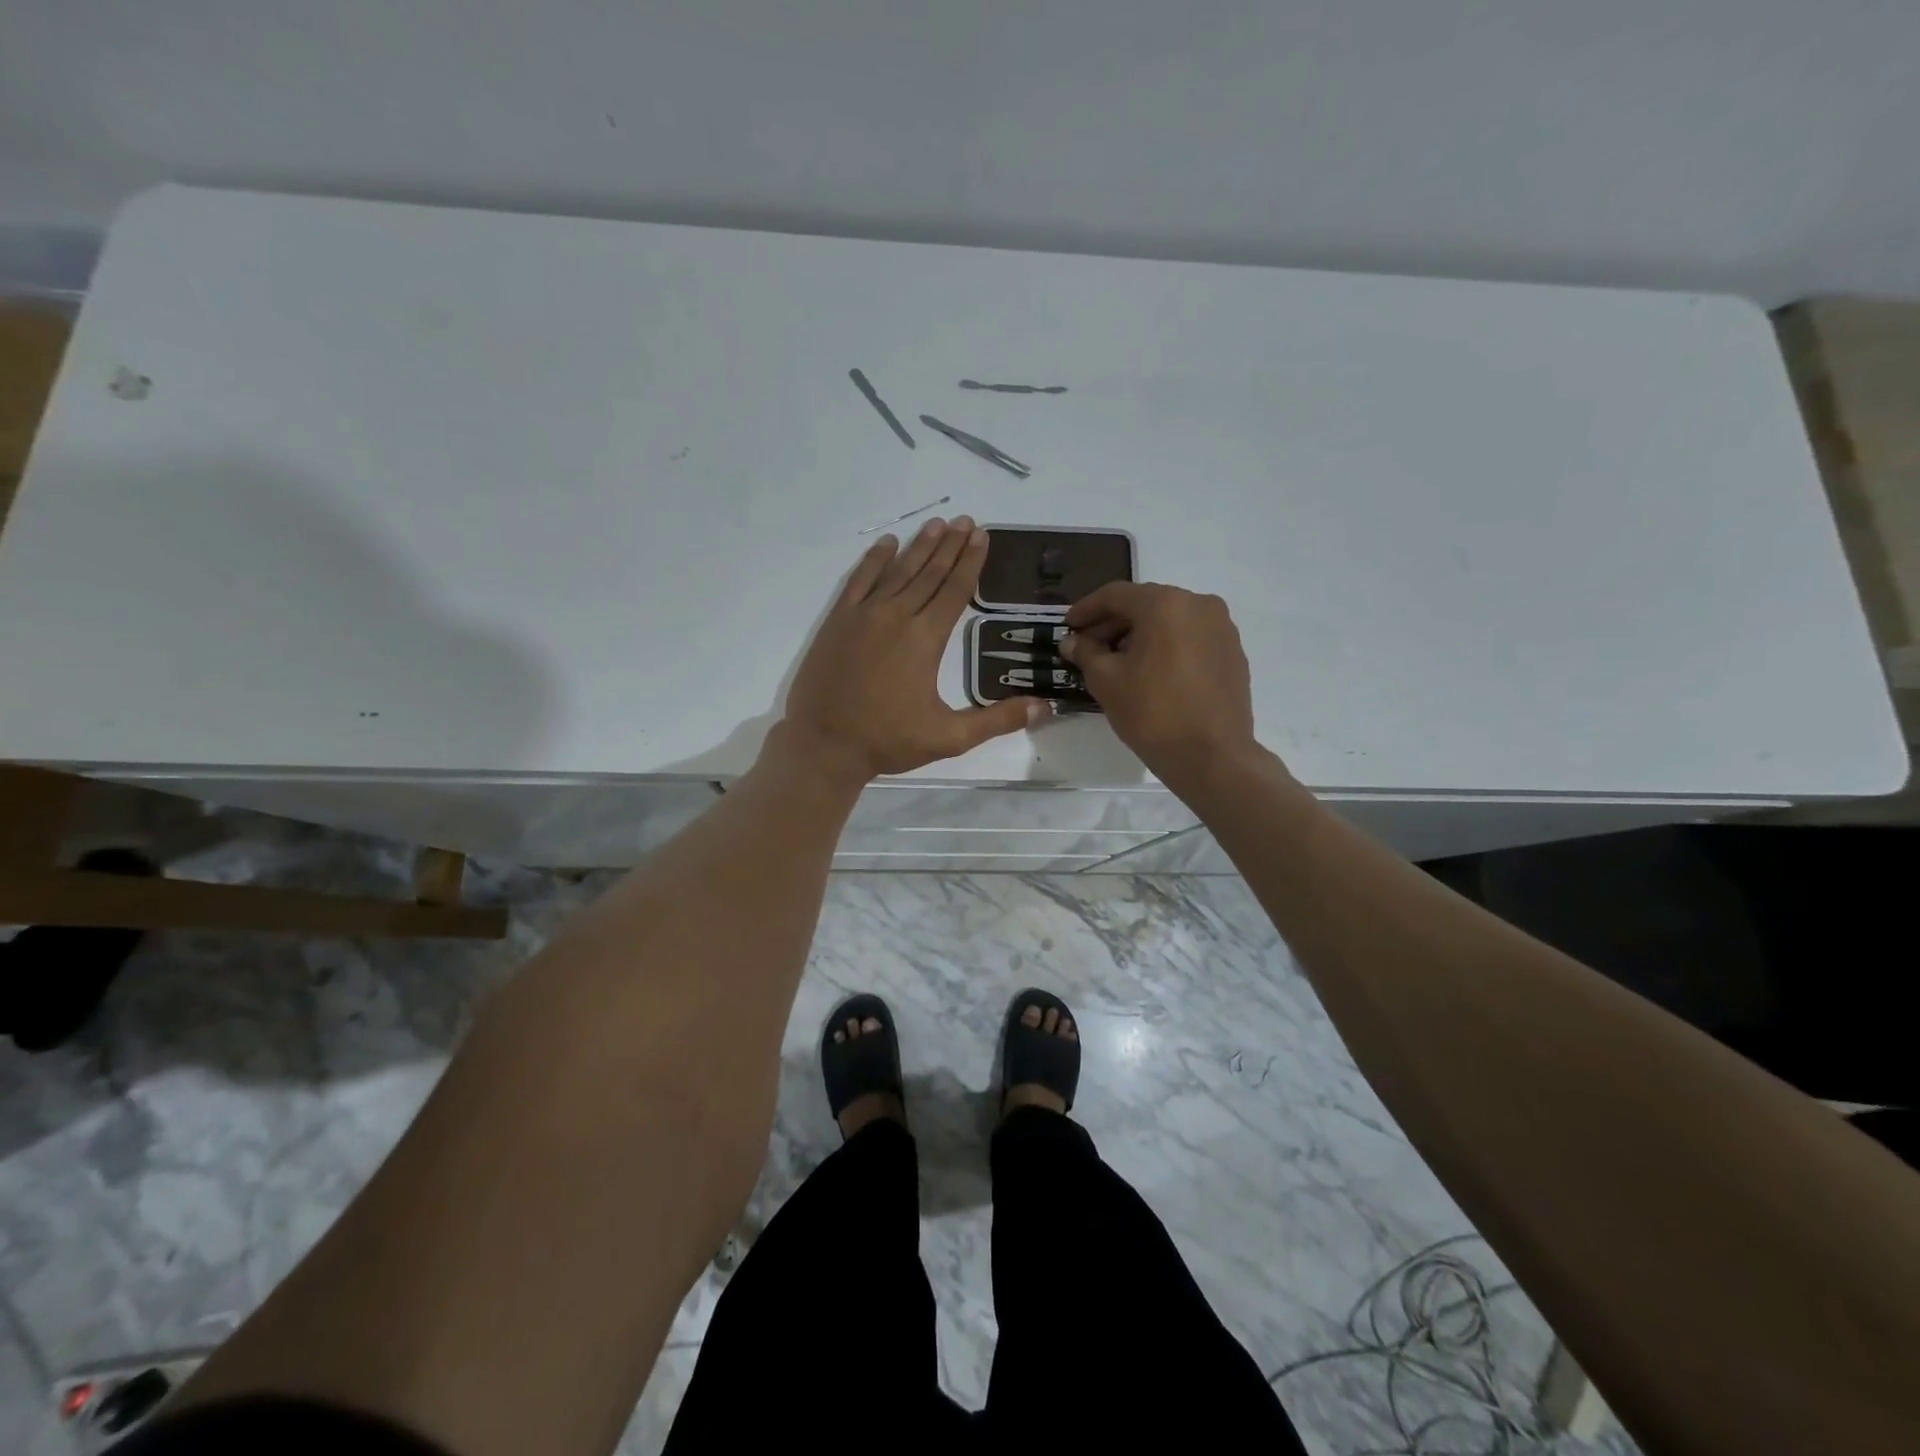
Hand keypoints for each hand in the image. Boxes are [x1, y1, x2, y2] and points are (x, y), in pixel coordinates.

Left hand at [778, 518, 1046, 783]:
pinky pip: (859, 580)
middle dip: (950, 546)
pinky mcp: (838, 621)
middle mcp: (897, 616)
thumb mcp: (949, 738)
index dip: (971, 562)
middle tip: (966, 520)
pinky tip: (887, 544)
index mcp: (925, 639)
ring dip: (919, 546)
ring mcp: (863, 615)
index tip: (982, 535)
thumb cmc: (888, 741)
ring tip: (937, 524)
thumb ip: (997, 720)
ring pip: (898, 571)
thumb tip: (1045, 707)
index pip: (955, 590)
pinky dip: (874, 560)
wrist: (823, 744)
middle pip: (929, 573)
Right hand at [1060, 583, 1259, 782]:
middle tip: (1088, 646)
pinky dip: (1166, 646)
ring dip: (1140, 635)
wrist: (1212, 756)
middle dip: (1114, 623)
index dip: (1087, 609)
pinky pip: (1190, 638)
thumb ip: (1086, 653)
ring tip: (1118, 662)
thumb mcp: (1106, 681)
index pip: (1116, 595)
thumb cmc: (1152, 713)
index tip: (1068, 625)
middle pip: (1145, 604)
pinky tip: (1150, 672)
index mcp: (1166, 604)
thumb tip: (1073, 641)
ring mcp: (1221, 628)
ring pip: (1170, 621)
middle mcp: (1199, 604)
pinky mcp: (1233, 652)